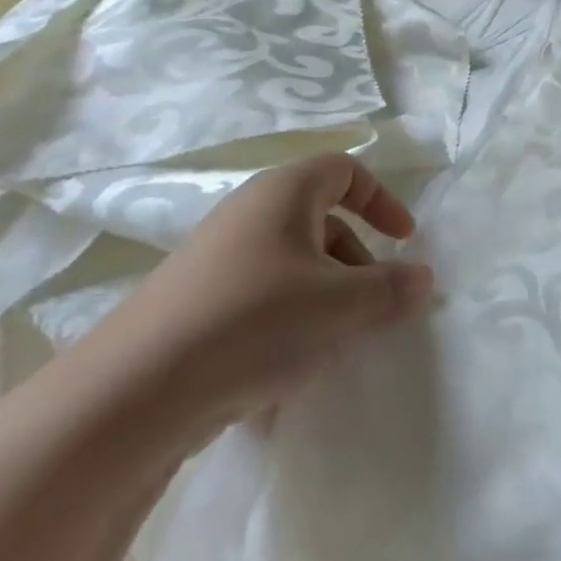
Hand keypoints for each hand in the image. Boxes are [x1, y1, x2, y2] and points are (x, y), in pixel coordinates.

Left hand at [77, 153, 433, 450]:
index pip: (345, 170)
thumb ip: (391, 289)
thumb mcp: (340, 306)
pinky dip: (286, 322)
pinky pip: (259, 297)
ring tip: (332, 344)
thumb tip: (423, 277)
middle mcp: (249, 212)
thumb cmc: (256, 321)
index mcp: (285, 192)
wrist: (137, 390)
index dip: (382, 200)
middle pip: (321, 219)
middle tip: (372, 306)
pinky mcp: (195, 301)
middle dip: (357, 260)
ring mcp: (217, 257)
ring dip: (324, 296)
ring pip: (291, 263)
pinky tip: (284, 372)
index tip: (405, 240)